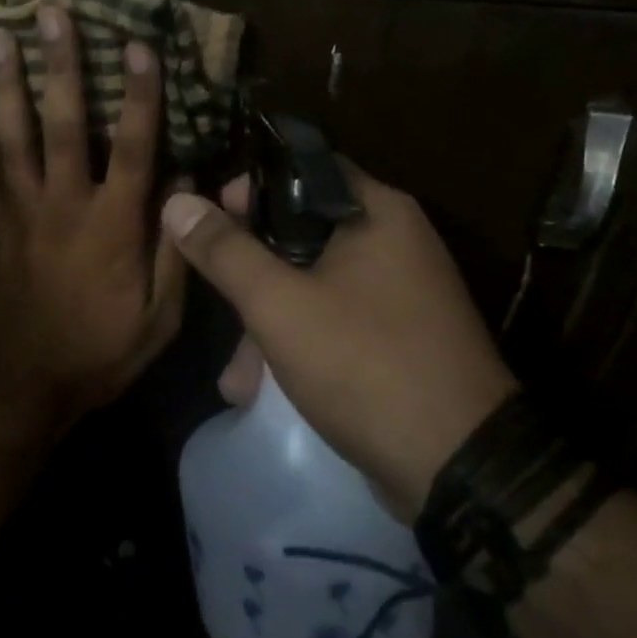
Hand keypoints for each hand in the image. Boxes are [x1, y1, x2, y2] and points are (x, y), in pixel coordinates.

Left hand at [0, 7, 186, 436]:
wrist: (21, 391)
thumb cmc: (100, 353)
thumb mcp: (161, 316)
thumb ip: (177, 246)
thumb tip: (191, 183)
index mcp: (112, 225)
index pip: (134, 146)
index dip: (140, 93)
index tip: (138, 43)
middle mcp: (61, 206)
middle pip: (61, 125)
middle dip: (57, 66)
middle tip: (47, 14)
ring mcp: (14, 215)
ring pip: (7, 139)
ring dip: (2, 86)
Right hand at [162, 166, 513, 520]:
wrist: (458, 467)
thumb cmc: (364, 362)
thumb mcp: (279, 304)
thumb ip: (226, 251)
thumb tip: (178, 202)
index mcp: (376, 212)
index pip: (302, 170)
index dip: (250, 188)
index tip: (208, 217)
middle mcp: (394, 241)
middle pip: (302, 233)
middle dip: (250, 274)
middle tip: (214, 297)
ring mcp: (400, 294)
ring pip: (313, 285)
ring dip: (267, 323)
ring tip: (235, 379)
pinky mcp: (397, 339)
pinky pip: (335, 322)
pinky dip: (298, 345)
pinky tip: (261, 390)